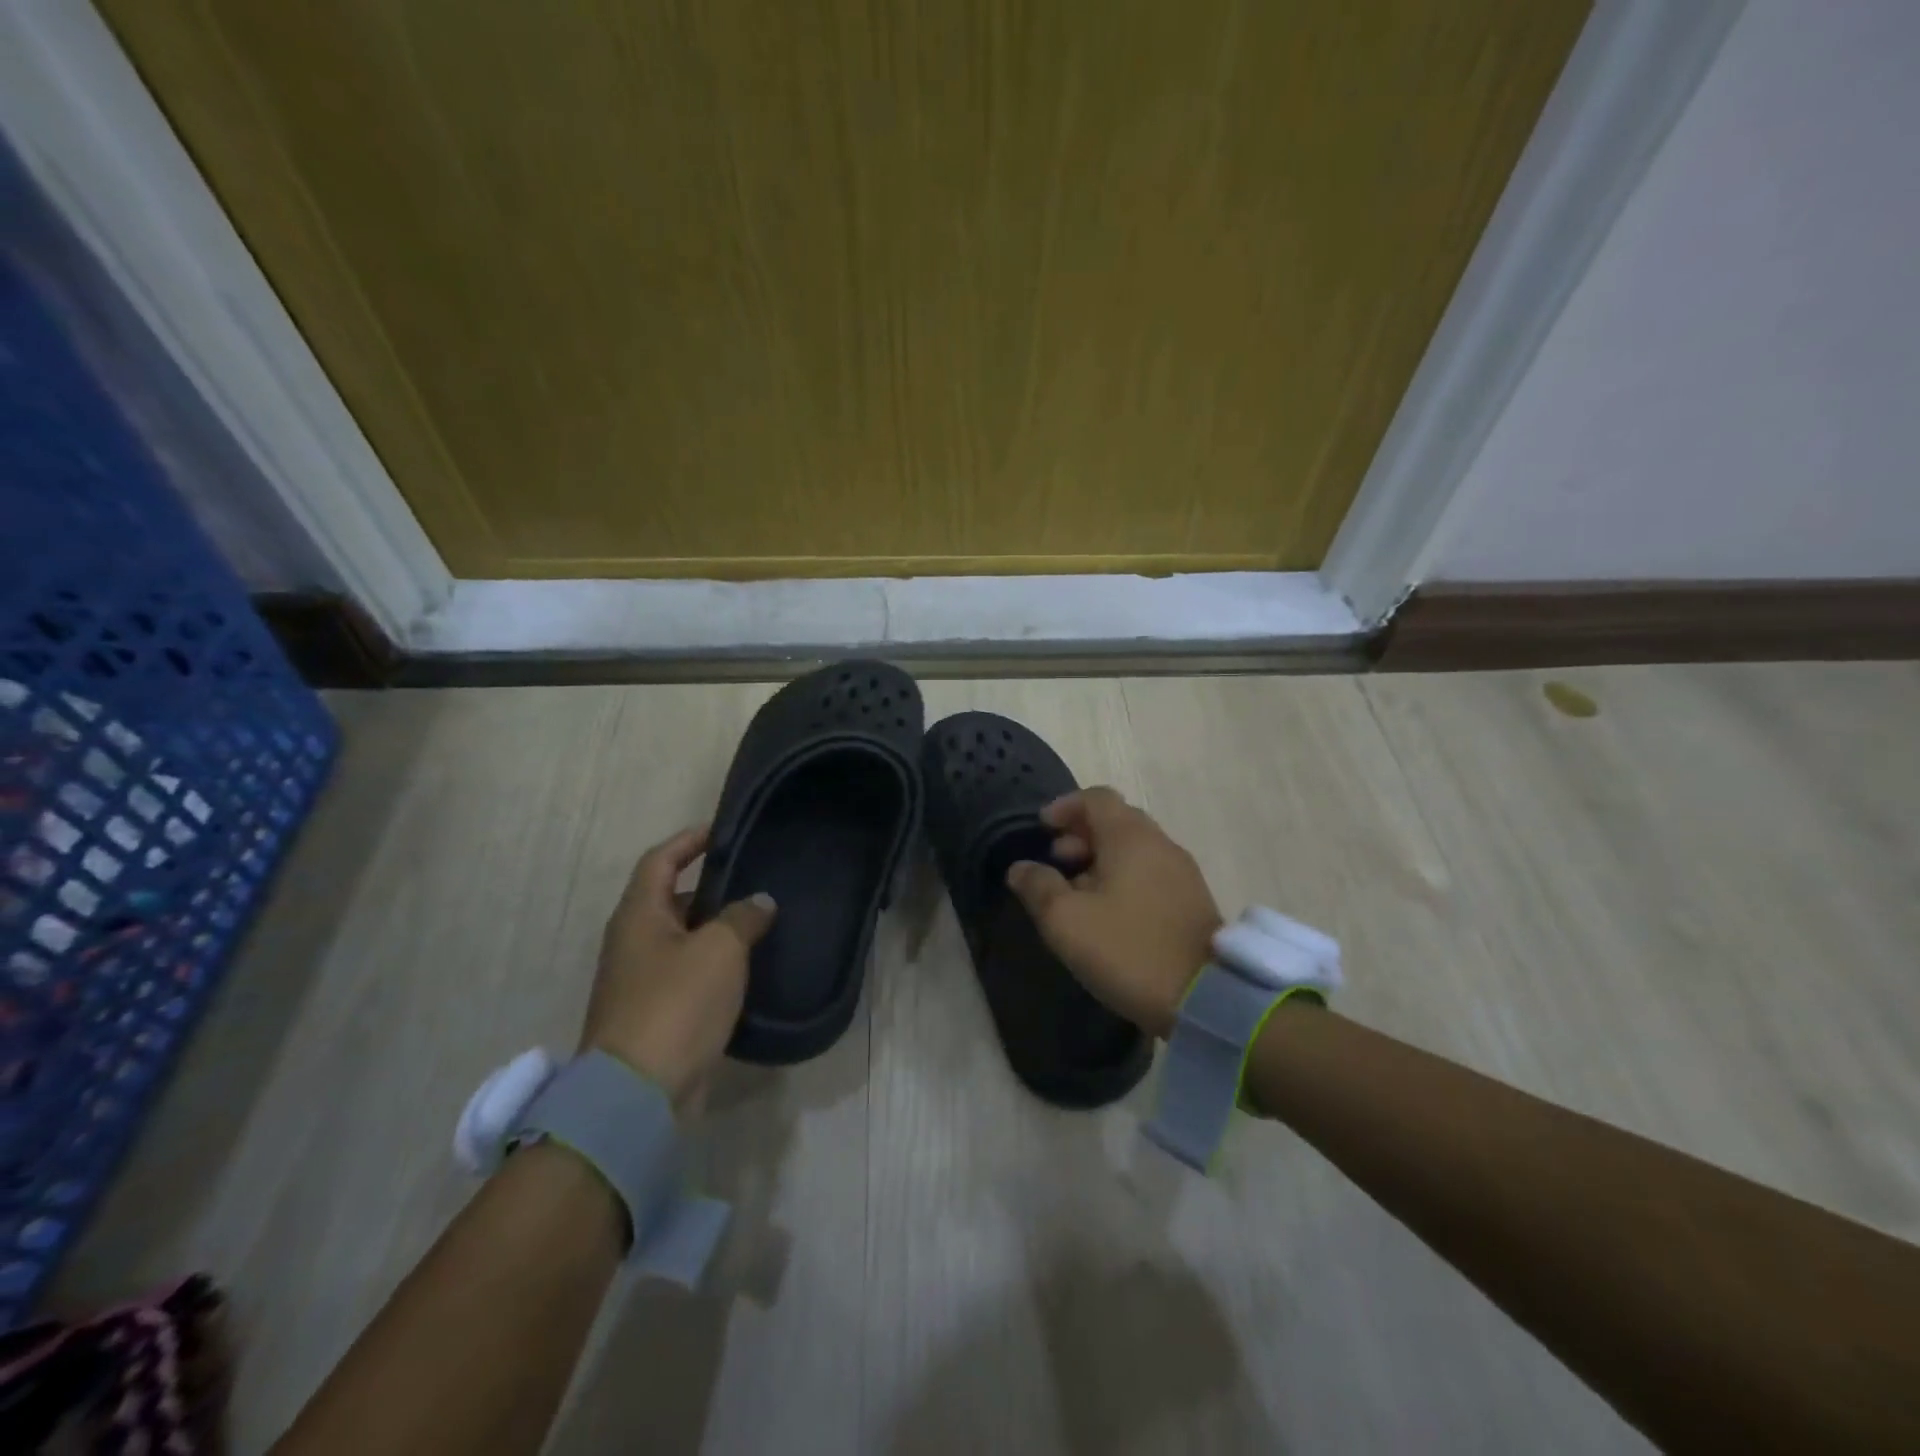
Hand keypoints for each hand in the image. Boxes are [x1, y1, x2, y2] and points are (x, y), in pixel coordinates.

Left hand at [581, 826, 775, 1109]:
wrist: (638, 1093)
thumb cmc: (676, 1004)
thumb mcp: (720, 949)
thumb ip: (743, 917)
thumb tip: (759, 901)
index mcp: (638, 915)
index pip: (660, 860)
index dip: (689, 840)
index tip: (722, 831)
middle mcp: (632, 942)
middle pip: (671, 900)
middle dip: (711, 888)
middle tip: (755, 881)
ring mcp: (639, 982)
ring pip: (682, 941)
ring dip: (716, 931)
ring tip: (761, 924)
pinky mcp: (653, 1016)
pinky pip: (687, 976)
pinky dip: (714, 967)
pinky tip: (748, 971)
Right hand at [1006, 787, 1222, 1038]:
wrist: (1207, 999)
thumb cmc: (1128, 949)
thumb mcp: (1067, 921)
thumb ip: (1038, 887)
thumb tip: (1021, 868)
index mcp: (1130, 837)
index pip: (1096, 798)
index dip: (1065, 806)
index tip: (1042, 828)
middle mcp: (1160, 843)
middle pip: (1116, 820)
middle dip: (1081, 834)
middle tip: (1057, 862)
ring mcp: (1182, 872)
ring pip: (1134, 848)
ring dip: (1101, 858)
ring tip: (1078, 893)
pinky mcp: (1192, 900)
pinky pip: (1150, 871)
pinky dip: (1124, 876)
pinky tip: (1109, 913)